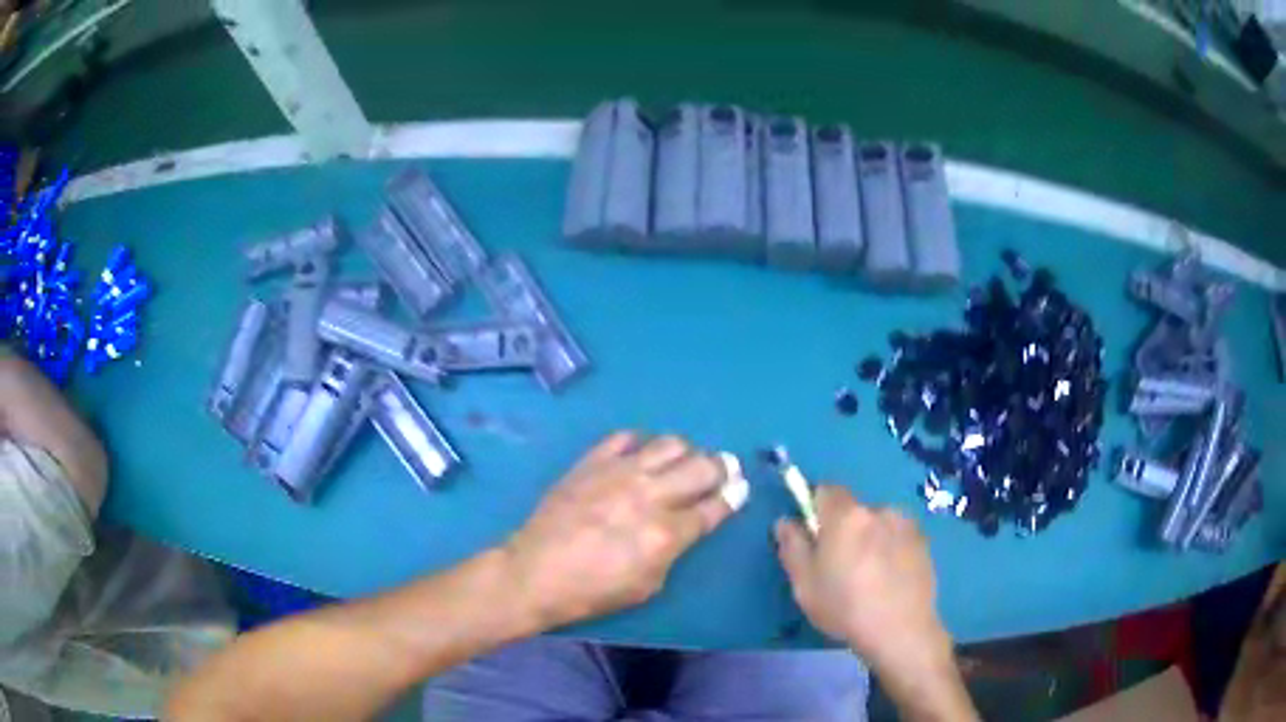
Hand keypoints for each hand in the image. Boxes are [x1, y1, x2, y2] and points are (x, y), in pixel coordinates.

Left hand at [506, 432, 739, 628]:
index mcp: (666, 533)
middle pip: (701, 466)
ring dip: (686, 451)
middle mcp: (649, 495)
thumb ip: (674, 550)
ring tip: (684, 461)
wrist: (535, 573)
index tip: (740, 488)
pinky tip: (642, 455)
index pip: (714, 506)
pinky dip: (642, 443)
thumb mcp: (647, 586)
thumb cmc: (592, 591)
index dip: (733, 496)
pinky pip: (626, 437)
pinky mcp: (592, 461)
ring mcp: (619, 472)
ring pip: (669, 443)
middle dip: (721, 467)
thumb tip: (686, 525)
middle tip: (723, 470)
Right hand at [775, 486, 952, 677]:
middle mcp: (879, 509)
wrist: (900, 629)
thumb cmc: (845, 607)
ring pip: (878, 523)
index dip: (815, 508)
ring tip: (870, 575)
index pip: (825, 489)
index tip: (813, 538)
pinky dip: (891, 549)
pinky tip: (889, 579)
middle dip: (844, 529)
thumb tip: (787, 521)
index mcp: (846, 515)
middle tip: (840, 566)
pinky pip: (898, 536)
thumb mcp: (804, 584)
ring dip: (870, 538)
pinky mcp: (924, 541)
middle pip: (853, 510)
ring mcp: (906, 524)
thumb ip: (792, 546)